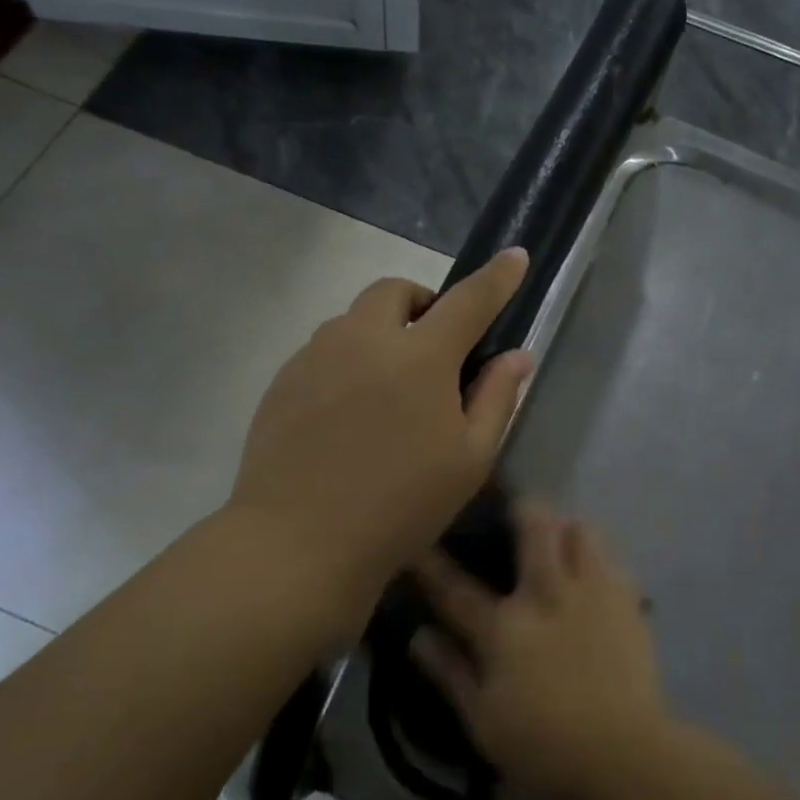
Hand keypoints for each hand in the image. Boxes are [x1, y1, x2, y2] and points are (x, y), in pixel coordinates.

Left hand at [230, 249, 534, 609]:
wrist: (299, 542)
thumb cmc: (401, 506)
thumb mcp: (469, 460)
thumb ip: (497, 398)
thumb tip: (516, 355)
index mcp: (420, 357)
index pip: (469, 300)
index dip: (497, 277)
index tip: (515, 256)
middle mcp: (364, 339)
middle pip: (396, 290)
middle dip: (423, 303)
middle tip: (435, 347)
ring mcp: (315, 356)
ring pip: (354, 318)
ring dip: (382, 332)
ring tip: (389, 388)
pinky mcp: (283, 380)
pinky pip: (324, 349)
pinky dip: (349, 360)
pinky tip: (349, 413)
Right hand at [411, 505, 672, 799]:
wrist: (626, 758)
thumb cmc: (545, 748)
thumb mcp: (483, 721)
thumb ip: (450, 673)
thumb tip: (419, 635)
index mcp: (505, 629)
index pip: (457, 589)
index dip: (432, 564)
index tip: (417, 541)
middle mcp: (548, 595)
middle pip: (535, 529)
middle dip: (522, 509)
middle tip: (515, 510)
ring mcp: (592, 594)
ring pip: (581, 531)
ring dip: (566, 528)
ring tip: (560, 537)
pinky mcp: (628, 603)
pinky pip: (613, 560)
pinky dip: (599, 557)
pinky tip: (594, 573)